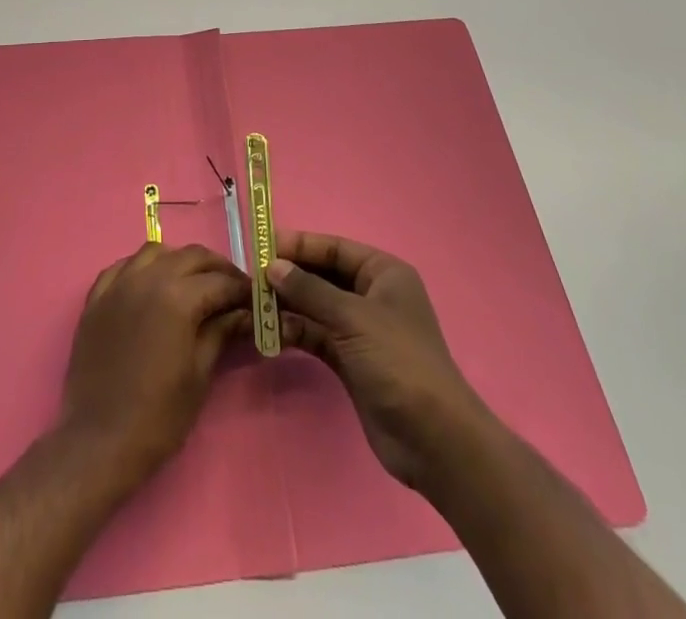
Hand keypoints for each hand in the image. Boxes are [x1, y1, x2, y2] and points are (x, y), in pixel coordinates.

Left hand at [60, 243, 249, 490]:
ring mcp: (118, 285)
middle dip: (217, 269)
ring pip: (156, 252)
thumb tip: (243, 313)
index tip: (255, 299)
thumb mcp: (199, 375)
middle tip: (232, 290)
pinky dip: (143, 268)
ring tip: (193, 284)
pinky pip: (123, 267)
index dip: (242, 289)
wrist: (98, 443)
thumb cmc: (157, 417)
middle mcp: (147, 278)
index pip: (220, 281)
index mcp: (177, 297)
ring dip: (180, 262)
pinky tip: (151, 286)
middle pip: (191, 256)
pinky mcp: (96, 298)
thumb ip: (221, 332)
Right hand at [266, 229, 487, 493]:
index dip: (300, 245)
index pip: (335, 248)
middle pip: (324, 276)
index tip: (263, 245)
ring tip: (255, 305)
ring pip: (317, 307)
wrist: (433, 439)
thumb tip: (272, 266)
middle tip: (252, 276)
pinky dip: (296, 332)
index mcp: (383, 273)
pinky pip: (317, 335)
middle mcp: (372, 295)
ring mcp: (361, 329)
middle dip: (290, 276)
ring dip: (289, 305)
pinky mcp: (351, 360)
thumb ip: (310, 290)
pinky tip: (271, 333)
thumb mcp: (353, 318)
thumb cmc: (398, 361)